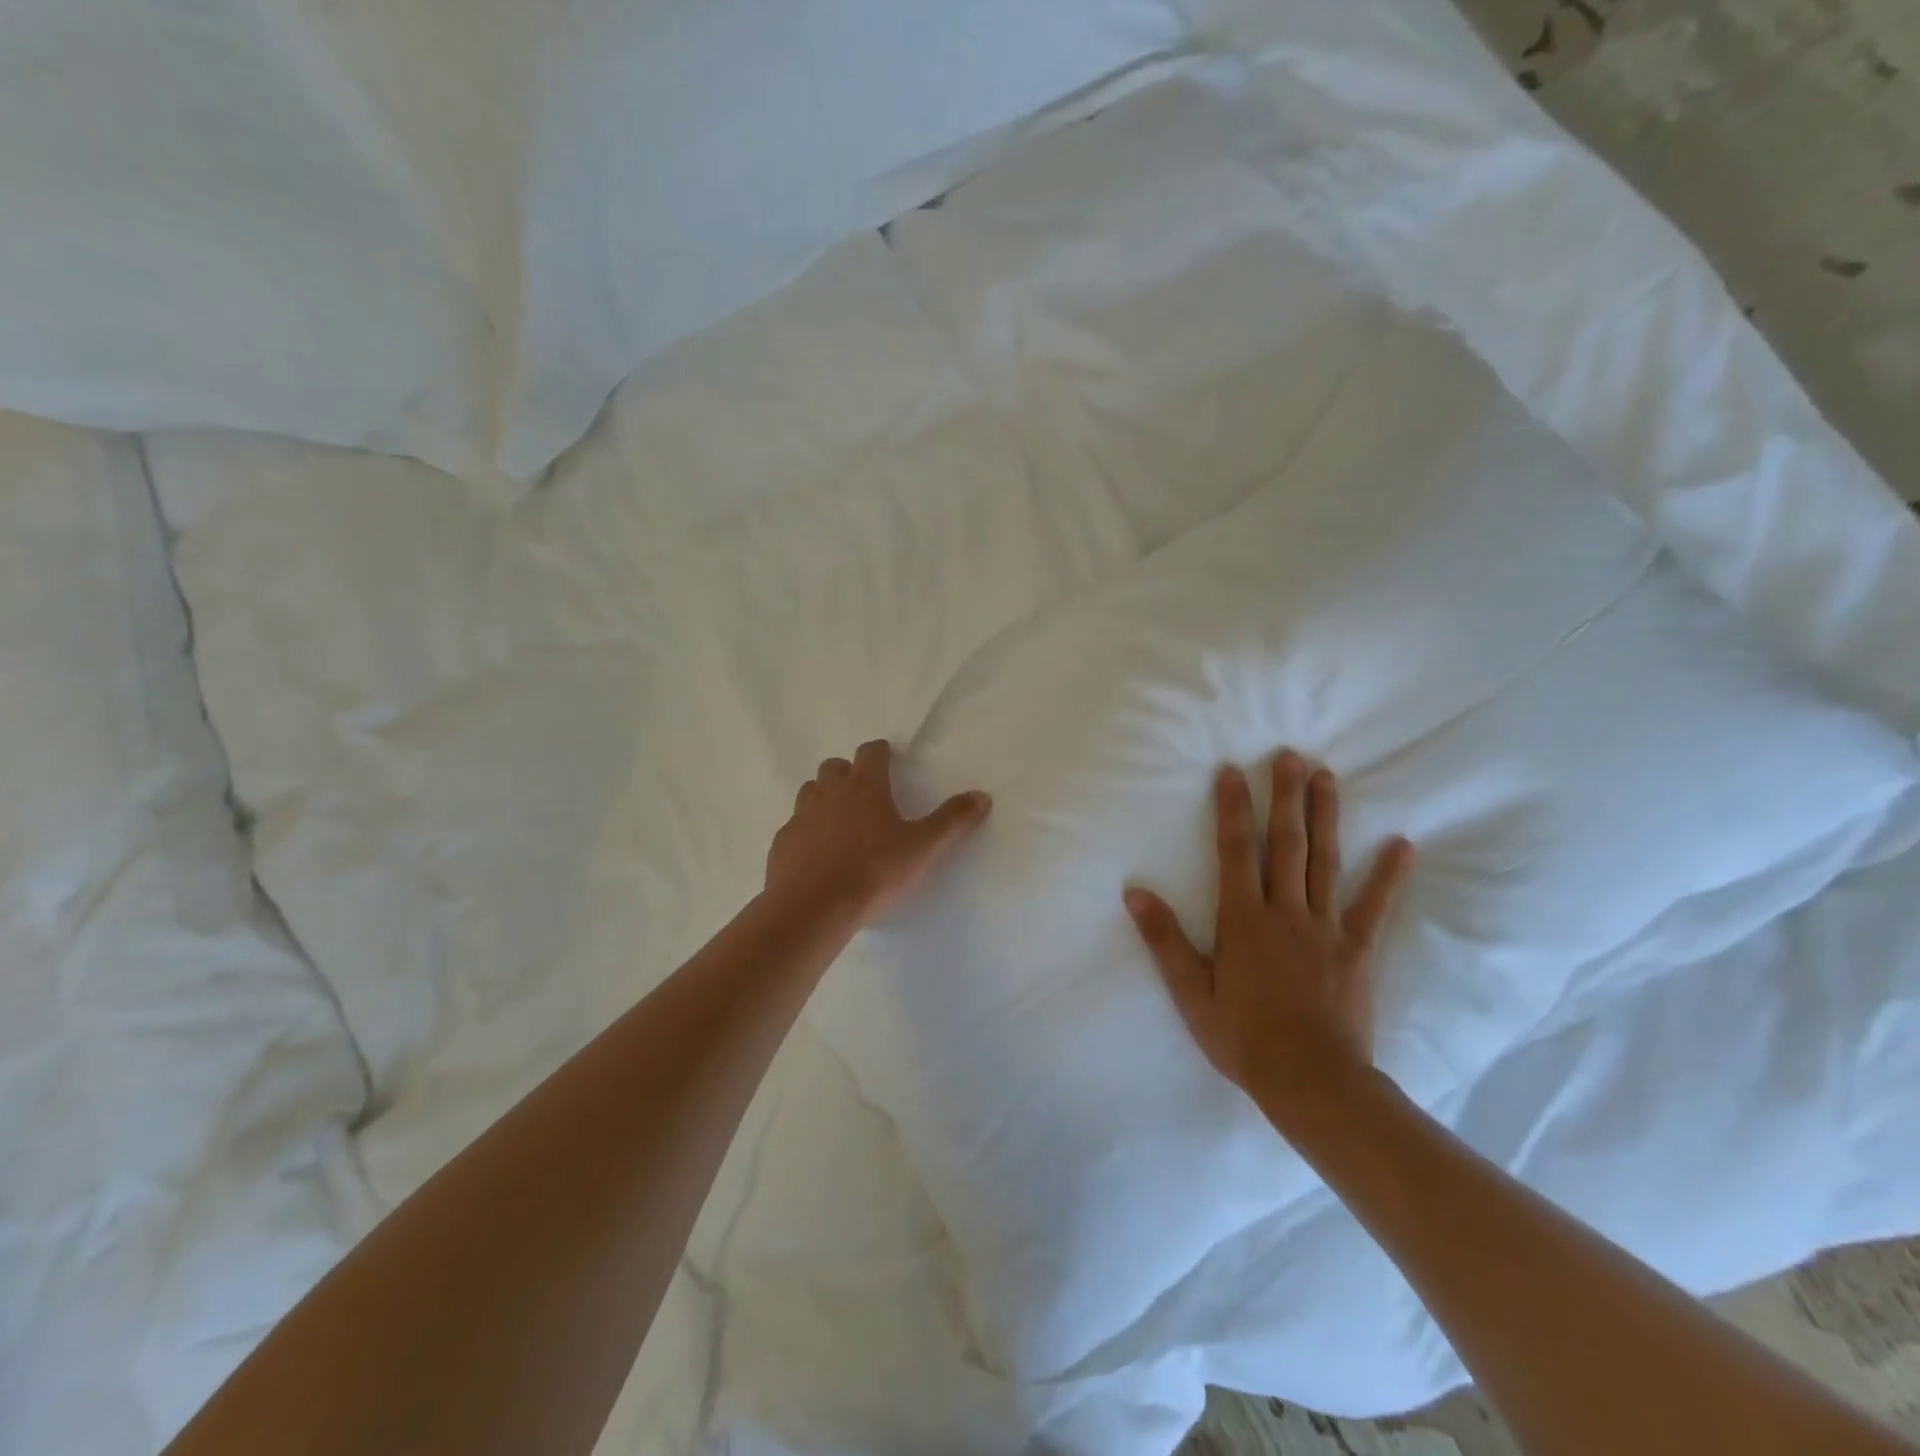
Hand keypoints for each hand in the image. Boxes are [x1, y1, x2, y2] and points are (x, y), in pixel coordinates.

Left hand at [766, 739, 991, 923]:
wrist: (814, 907)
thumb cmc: (874, 871)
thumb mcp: (923, 848)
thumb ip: (952, 820)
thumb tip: (981, 795)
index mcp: (865, 787)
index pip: (871, 752)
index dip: (880, 753)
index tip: (887, 758)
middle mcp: (829, 793)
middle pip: (834, 768)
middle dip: (848, 774)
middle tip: (864, 794)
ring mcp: (801, 816)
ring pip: (810, 792)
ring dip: (823, 798)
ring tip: (839, 823)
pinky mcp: (782, 843)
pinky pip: (795, 827)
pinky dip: (806, 832)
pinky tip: (817, 855)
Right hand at [1124, 752, 1413, 1120]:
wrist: (1312, 1083)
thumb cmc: (1242, 1038)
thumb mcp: (1190, 992)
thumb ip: (1164, 940)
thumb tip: (1134, 893)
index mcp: (1242, 920)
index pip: (1235, 852)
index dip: (1232, 809)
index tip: (1232, 771)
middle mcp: (1285, 912)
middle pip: (1285, 844)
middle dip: (1284, 797)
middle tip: (1289, 756)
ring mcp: (1325, 928)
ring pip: (1325, 861)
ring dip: (1325, 816)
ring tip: (1327, 777)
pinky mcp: (1357, 949)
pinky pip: (1374, 906)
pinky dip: (1389, 875)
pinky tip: (1403, 844)